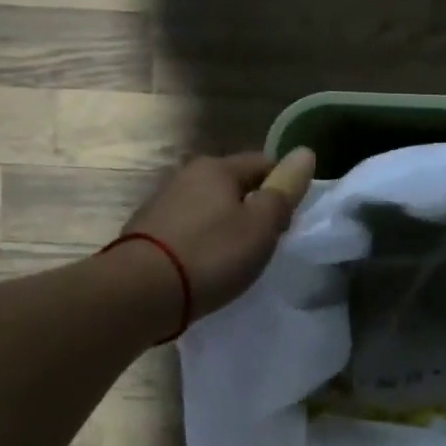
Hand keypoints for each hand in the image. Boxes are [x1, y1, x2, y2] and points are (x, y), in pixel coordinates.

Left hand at [118, 148, 317, 324]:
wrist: (140, 293)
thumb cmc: (211, 254)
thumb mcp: (261, 223)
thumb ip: (285, 188)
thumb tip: (305, 152)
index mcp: (216, 167)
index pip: (264, 163)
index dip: (284, 188)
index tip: (289, 220)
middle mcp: (186, 174)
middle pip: (234, 184)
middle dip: (254, 206)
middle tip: (266, 242)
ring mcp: (161, 202)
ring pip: (210, 206)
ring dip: (226, 224)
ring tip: (236, 257)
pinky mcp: (146, 231)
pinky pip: (189, 227)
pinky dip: (203, 240)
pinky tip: (206, 264)